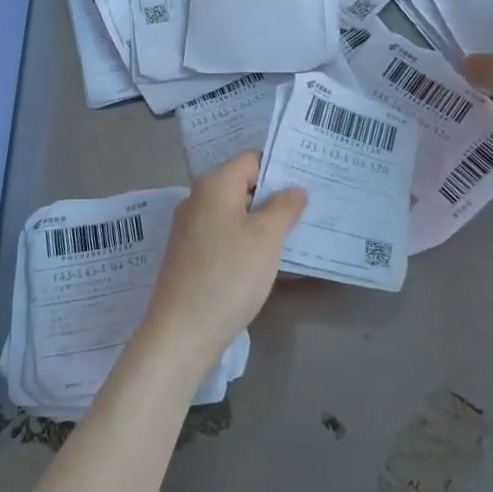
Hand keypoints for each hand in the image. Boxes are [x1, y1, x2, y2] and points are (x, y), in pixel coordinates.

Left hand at [137, 153, 305, 369]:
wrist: (183, 332)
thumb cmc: (229, 275)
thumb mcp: (266, 237)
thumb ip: (284, 206)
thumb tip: (294, 189)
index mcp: (213, 185)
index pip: (251, 159)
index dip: (280, 168)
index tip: (309, 182)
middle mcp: (197, 200)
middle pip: (242, 186)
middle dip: (274, 196)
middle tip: (309, 209)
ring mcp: (190, 230)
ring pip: (235, 214)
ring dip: (263, 222)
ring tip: (297, 235)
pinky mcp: (190, 257)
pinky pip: (225, 238)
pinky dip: (247, 243)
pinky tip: (269, 261)